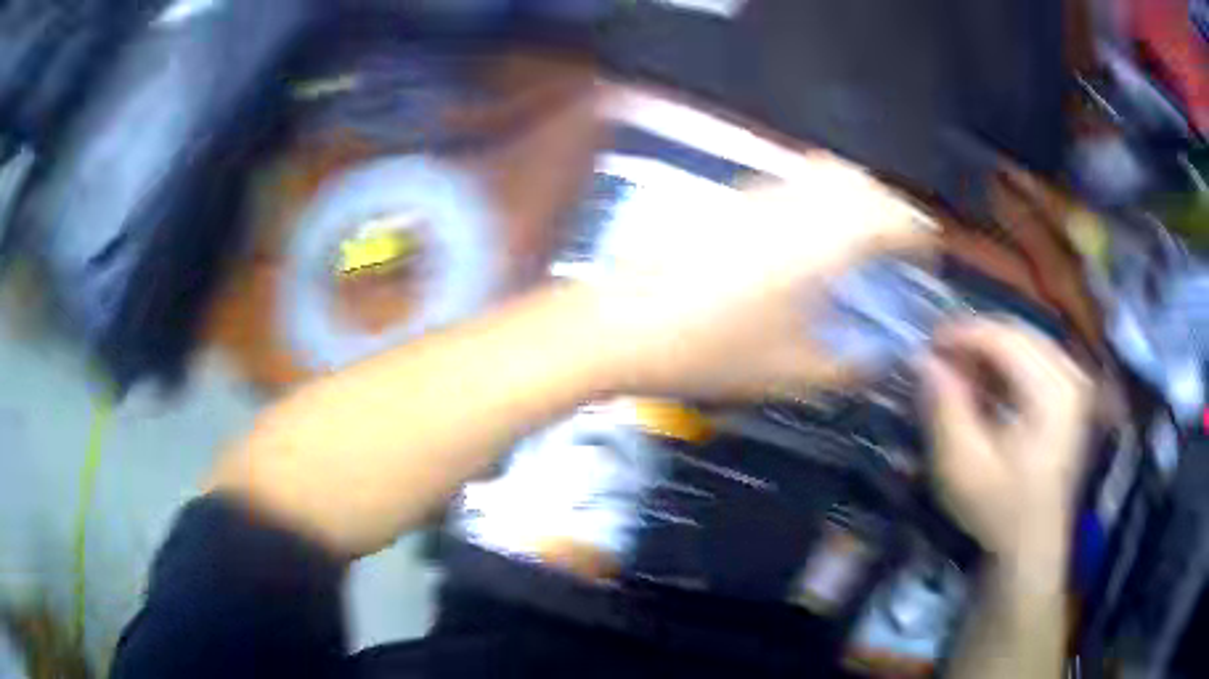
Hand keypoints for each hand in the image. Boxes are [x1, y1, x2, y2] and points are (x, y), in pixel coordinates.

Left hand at [594, 154, 933, 398]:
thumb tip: (881, 358)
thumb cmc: (710, 351)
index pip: (895, 218)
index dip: (919, 240)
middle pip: (863, 183)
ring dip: (852, 200)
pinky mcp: (728, 196)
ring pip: (824, 174)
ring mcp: (758, 191)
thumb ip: (850, 365)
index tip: (926, 265)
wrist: (617, 324)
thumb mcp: (792, 371)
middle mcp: (797, 199)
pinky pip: (790, 183)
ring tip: (856, 245)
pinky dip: (815, 199)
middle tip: (894, 255)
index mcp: (826, 237)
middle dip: (890, 213)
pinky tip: (804, 240)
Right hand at [919, 320, 1092, 558]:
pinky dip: (1008, 365)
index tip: (927, 346)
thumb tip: (924, 359)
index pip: (1004, 338)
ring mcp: (1075, 384)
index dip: (962, 334)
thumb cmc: (998, 512)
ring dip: (991, 351)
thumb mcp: (963, 466)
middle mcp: (1071, 376)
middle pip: (1018, 333)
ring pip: (1027, 342)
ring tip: (961, 373)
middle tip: (940, 359)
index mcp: (1052, 392)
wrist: (1032, 546)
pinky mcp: (1073, 396)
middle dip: (976, 340)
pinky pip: (1038, 359)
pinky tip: (988, 385)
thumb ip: (945, 407)